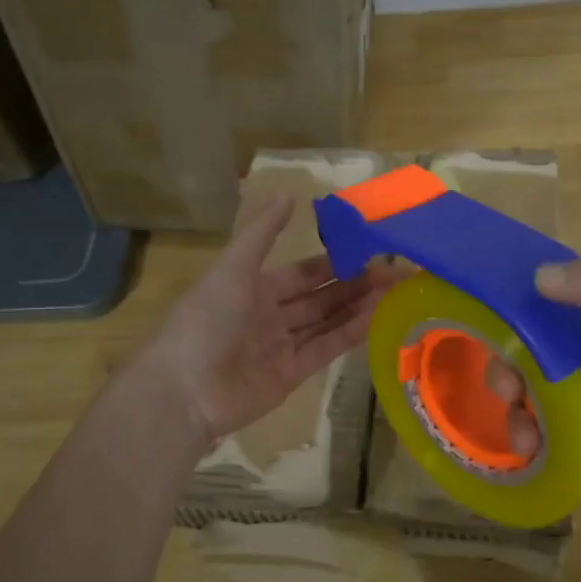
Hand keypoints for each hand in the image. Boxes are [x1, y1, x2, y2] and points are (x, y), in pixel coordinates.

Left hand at [141, 193, 397, 445]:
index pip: (303, 272)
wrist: (184, 390)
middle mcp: (270, 316)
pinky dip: (350, 333)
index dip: (335, 262)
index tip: (370, 252)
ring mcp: (281, 347)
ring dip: (359, 307)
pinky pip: (325, 349)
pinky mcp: (291, 376)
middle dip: (356, 285)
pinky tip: (377, 317)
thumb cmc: (206, 320)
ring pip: (327, 322)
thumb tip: (289, 191)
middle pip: (321, 297)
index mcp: (253, 288)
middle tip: (396, 272)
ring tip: (396, 292)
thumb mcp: (233, 268)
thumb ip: (262, 232)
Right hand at [486, 255, 580, 505]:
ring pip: (534, 387)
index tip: (485, 325)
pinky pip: (549, 421)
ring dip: (517, 409)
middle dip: (508, 368)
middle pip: (529, 346)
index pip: (547, 296)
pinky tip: (531, 451)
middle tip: (508, 393)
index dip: (513, 305)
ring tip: (524, 440)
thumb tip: (537, 276)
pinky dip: (533, 433)